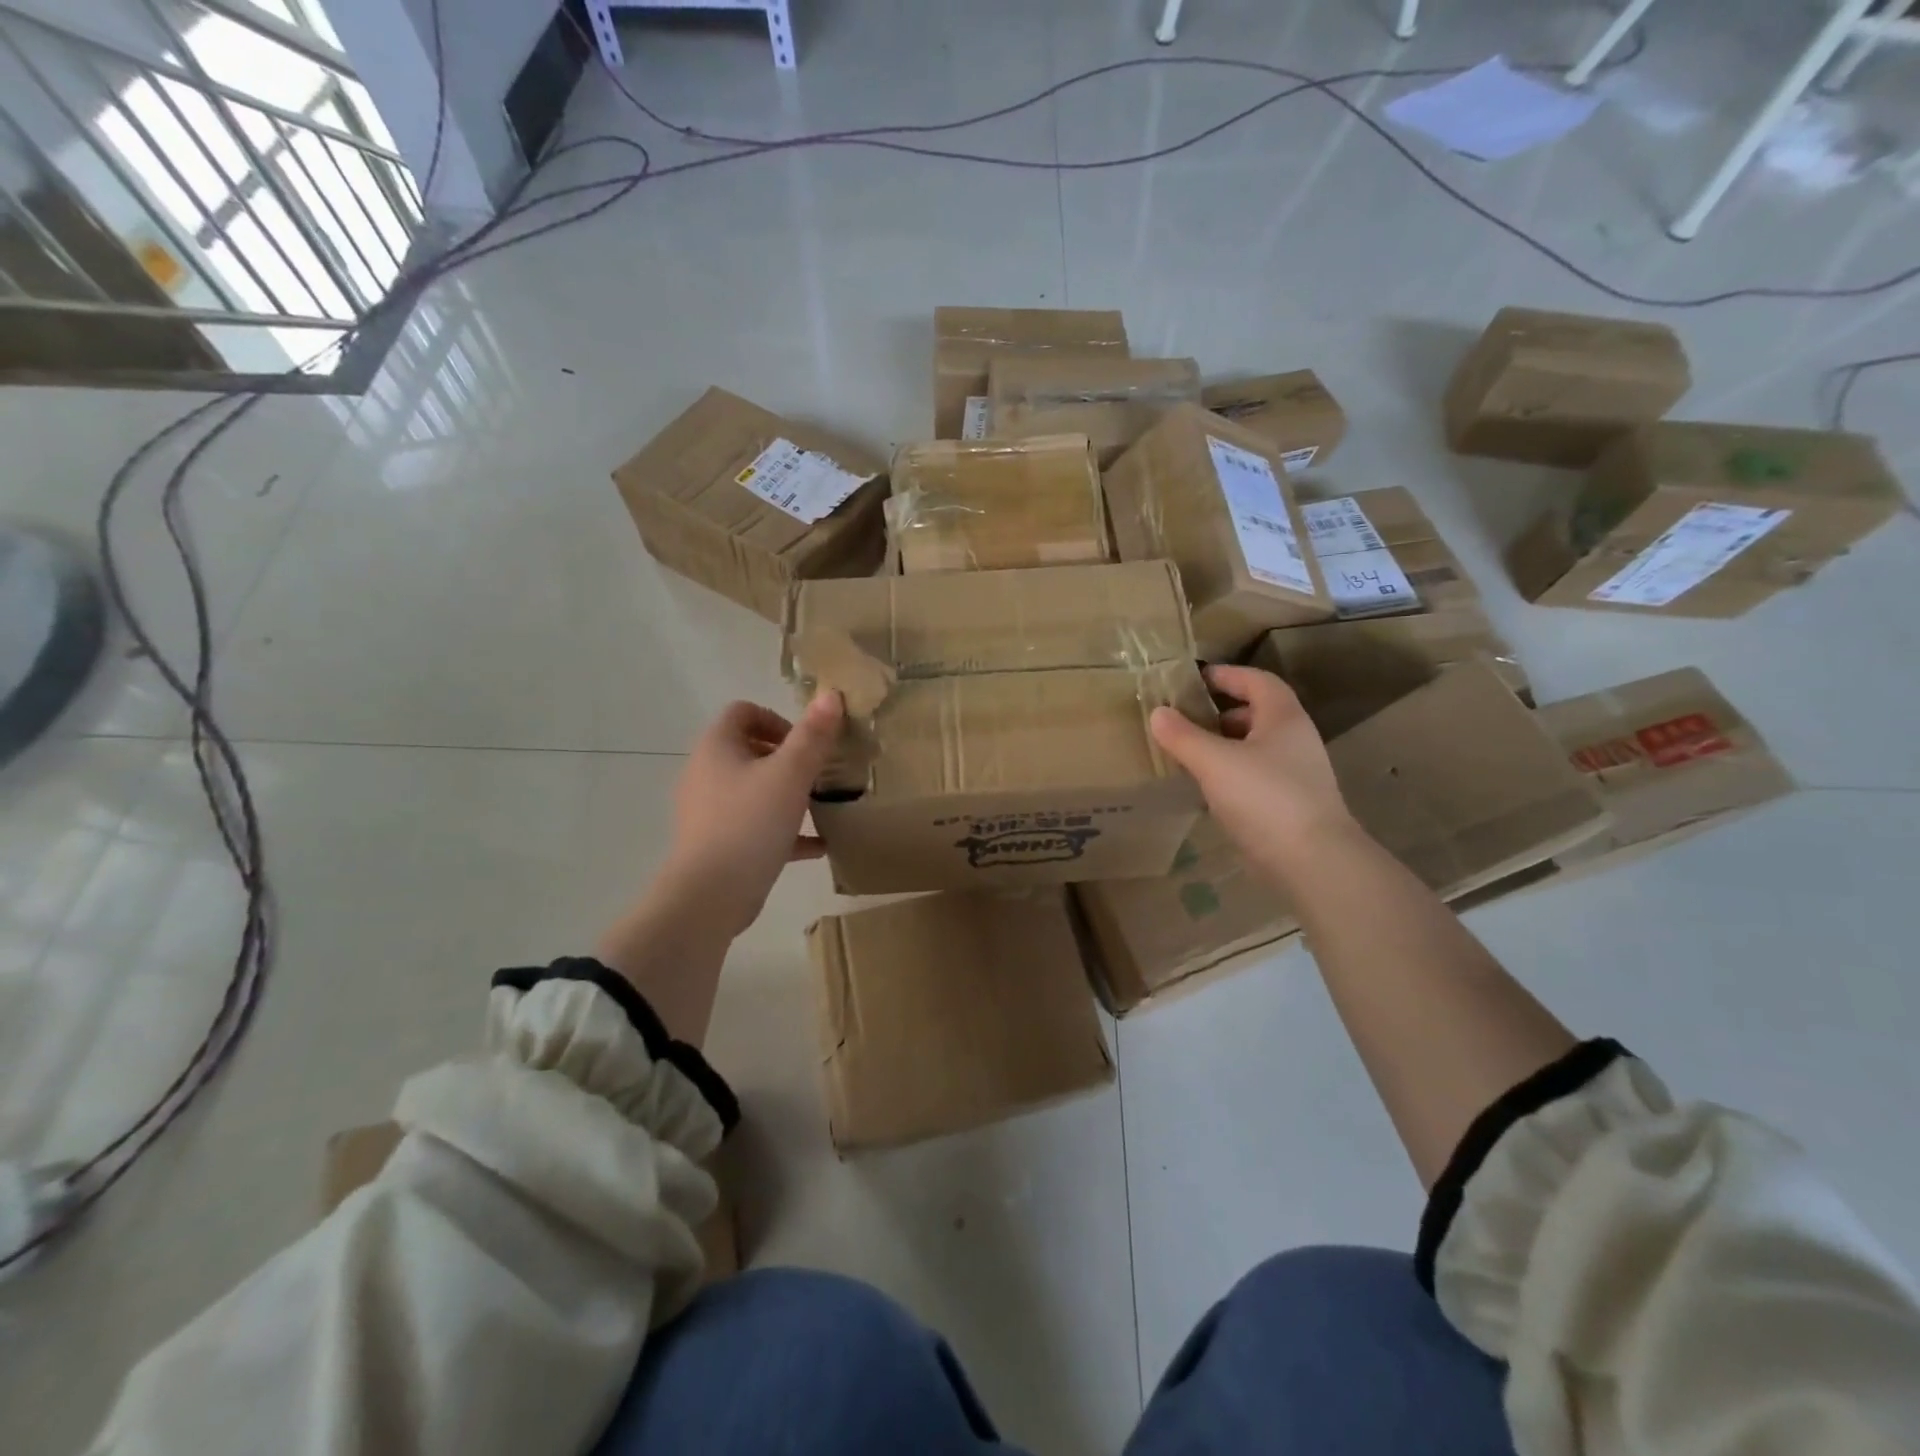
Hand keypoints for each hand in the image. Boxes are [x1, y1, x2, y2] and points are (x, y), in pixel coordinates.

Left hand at [660, 691, 844, 937]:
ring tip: (820, 805)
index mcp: (717, 748)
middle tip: (819, 773)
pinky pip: (756, 827)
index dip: (777, 719)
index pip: (743, 712)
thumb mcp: (790, 774)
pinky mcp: (719, 844)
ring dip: (787, 794)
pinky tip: (818, 845)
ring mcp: (710, 811)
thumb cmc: (750, 823)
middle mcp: (707, 773)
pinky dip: (784, 830)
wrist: (710, 895)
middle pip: (749, 750)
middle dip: (788, 758)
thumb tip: (831, 694)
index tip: (806, 743)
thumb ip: (813, 735)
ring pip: (754, 790)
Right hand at [1149, 665, 1355, 879]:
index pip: (1257, 680)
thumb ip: (1183, 736)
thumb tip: (1158, 712)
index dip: (1227, 675)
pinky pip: (1255, 774)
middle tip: (1185, 717)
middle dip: (1221, 711)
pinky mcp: (1289, 803)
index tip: (1194, 679)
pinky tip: (1207, 786)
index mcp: (1284, 718)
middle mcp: (1295, 739)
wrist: (1312, 861)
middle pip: (1257, 712)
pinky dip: (1230, 771)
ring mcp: (1295, 773)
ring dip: (1224, 743)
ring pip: (1255, 746)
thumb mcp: (1215, 762)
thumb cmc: (1265, 798)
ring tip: (1190, 751)